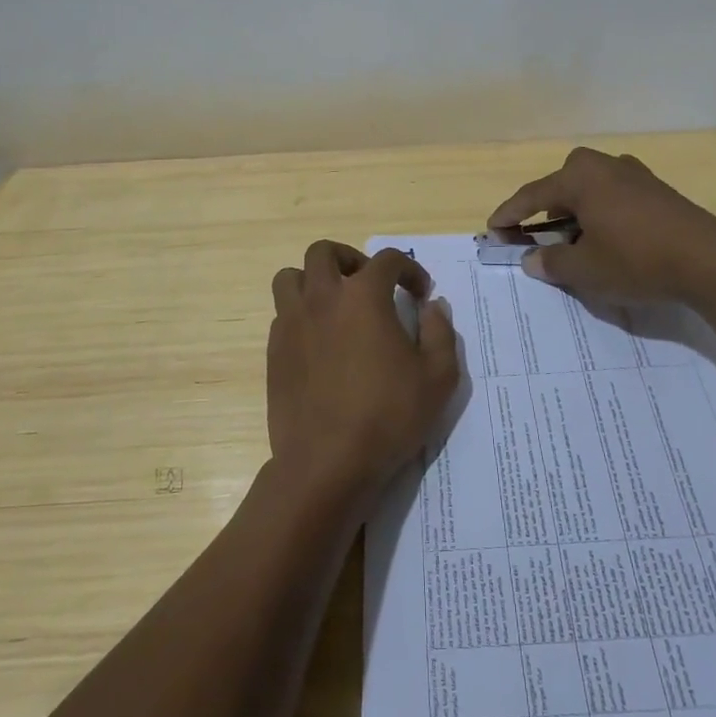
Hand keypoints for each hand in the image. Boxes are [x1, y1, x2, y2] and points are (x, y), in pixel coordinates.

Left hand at [265, 241, 459, 507]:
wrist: (327, 463)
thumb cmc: (388, 416)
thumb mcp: (438, 377)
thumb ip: (440, 332)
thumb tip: (432, 307)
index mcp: (363, 297)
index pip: (387, 260)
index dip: (409, 269)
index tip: (420, 293)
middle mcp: (322, 298)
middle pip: (324, 253)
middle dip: (349, 259)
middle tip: (368, 284)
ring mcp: (292, 323)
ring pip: (290, 277)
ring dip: (313, 281)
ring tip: (334, 305)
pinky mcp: (275, 351)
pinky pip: (282, 314)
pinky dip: (301, 314)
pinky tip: (320, 342)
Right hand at [488, 146, 715, 303]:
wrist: (709, 259)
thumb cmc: (636, 259)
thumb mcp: (585, 270)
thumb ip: (551, 263)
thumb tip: (531, 259)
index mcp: (579, 178)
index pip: (532, 195)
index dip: (509, 214)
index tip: (492, 229)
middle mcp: (604, 165)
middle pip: (562, 184)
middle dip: (544, 208)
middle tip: (535, 234)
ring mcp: (634, 174)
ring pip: (590, 188)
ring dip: (575, 210)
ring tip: (573, 240)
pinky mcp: (656, 189)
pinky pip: (613, 195)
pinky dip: (600, 212)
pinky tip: (608, 237)